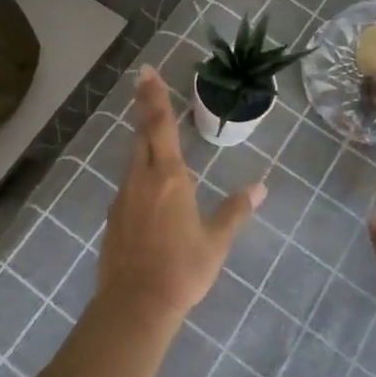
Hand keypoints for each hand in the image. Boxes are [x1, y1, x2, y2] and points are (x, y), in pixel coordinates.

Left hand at [97, 66, 266, 328]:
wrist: (135, 305)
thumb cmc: (182, 269)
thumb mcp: (216, 241)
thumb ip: (236, 211)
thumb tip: (261, 187)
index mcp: (169, 177)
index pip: (160, 126)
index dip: (154, 97)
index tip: (146, 72)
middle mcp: (142, 178)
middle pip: (142, 134)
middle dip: (144, 107)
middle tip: (144, 82)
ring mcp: (124, 197)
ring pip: (133, 159)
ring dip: (142, 140)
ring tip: (153, 132)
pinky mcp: (114, 217)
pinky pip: (129, 184)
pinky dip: (139, 173)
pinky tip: (148, 187)